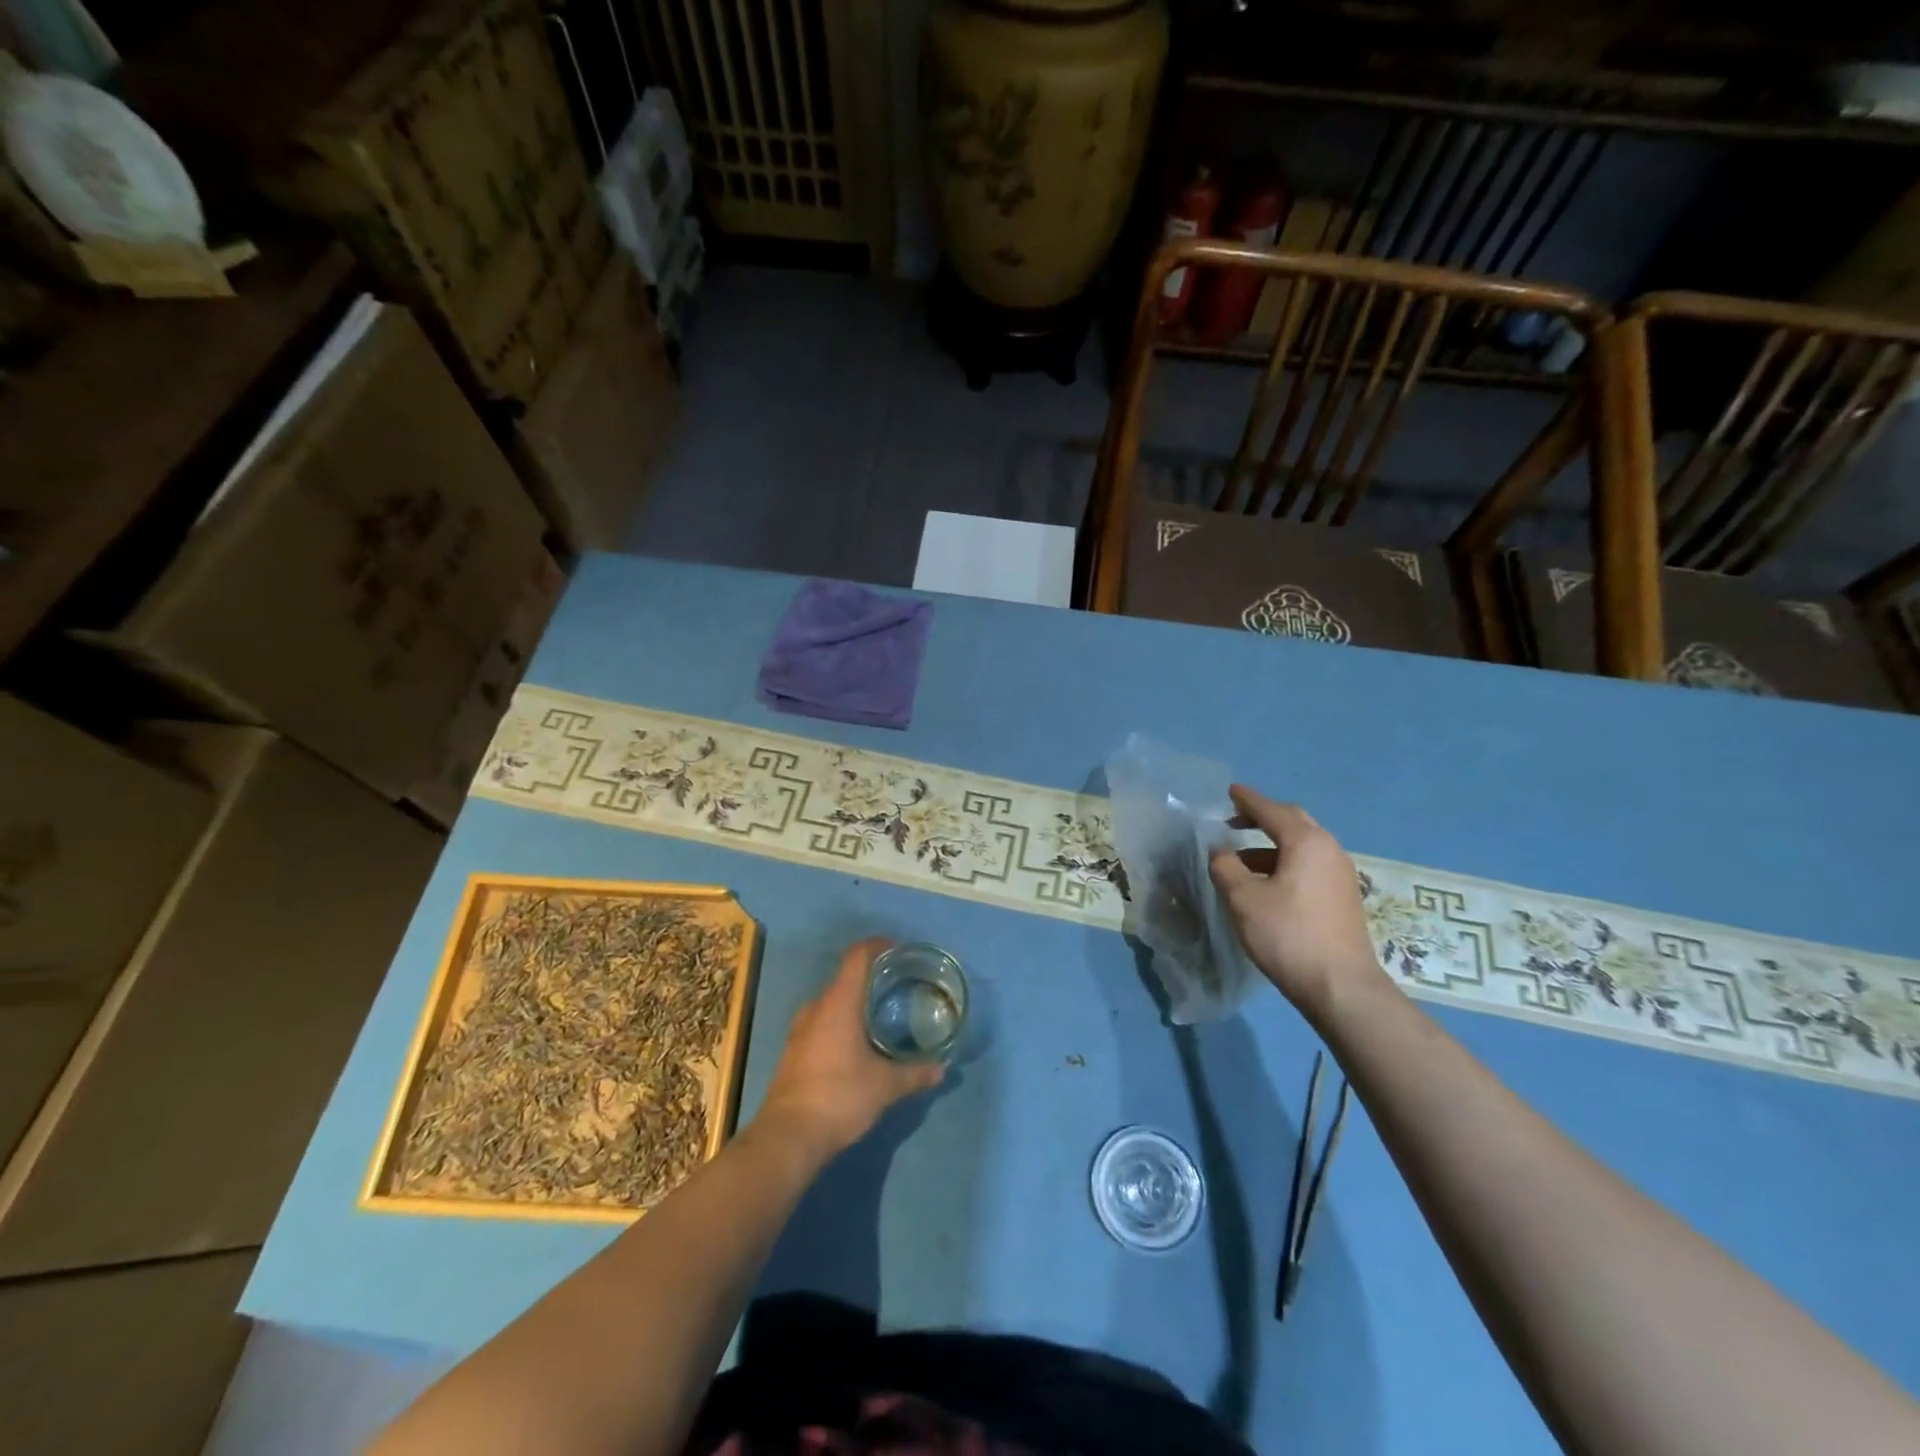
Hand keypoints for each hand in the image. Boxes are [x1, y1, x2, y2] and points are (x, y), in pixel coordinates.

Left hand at [756, 938, 943, 1163]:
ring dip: (855, 1002)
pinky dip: (842, 1022)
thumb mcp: (884, 1086)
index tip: (899, 950)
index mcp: (838, 1002)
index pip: (857, 956)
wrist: (787, 1138)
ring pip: (832, 1003)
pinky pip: (822, 1023)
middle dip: (871, 978)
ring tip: (882, 1014)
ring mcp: (800, 1030)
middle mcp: (816, 1008)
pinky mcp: (794, 1052)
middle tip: (899, 986)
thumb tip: (942, 1068)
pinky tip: (858, 1042)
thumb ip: (914, 1073)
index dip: (878, 946)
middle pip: (845, 978)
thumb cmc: (839, 1097)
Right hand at [1208, 787, 1389, 1017]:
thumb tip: (1219, 850)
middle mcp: (1329, 849)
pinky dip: (1285, 862)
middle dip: (1263, 817)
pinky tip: (1267, 882)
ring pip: (1302, 845)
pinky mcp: (1343, 896)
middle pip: (1293, 821)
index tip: (1229, 791)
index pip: (1271, 810)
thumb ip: (1225, 867)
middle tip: (1234, 819)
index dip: (1247, 800)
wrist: (1341, 987)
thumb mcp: (1243, 899)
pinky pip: (1310, 864)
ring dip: (1271, 844)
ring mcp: (1341, 874)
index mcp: (1306, 842)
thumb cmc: (1288, 935)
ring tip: (1242, 858)